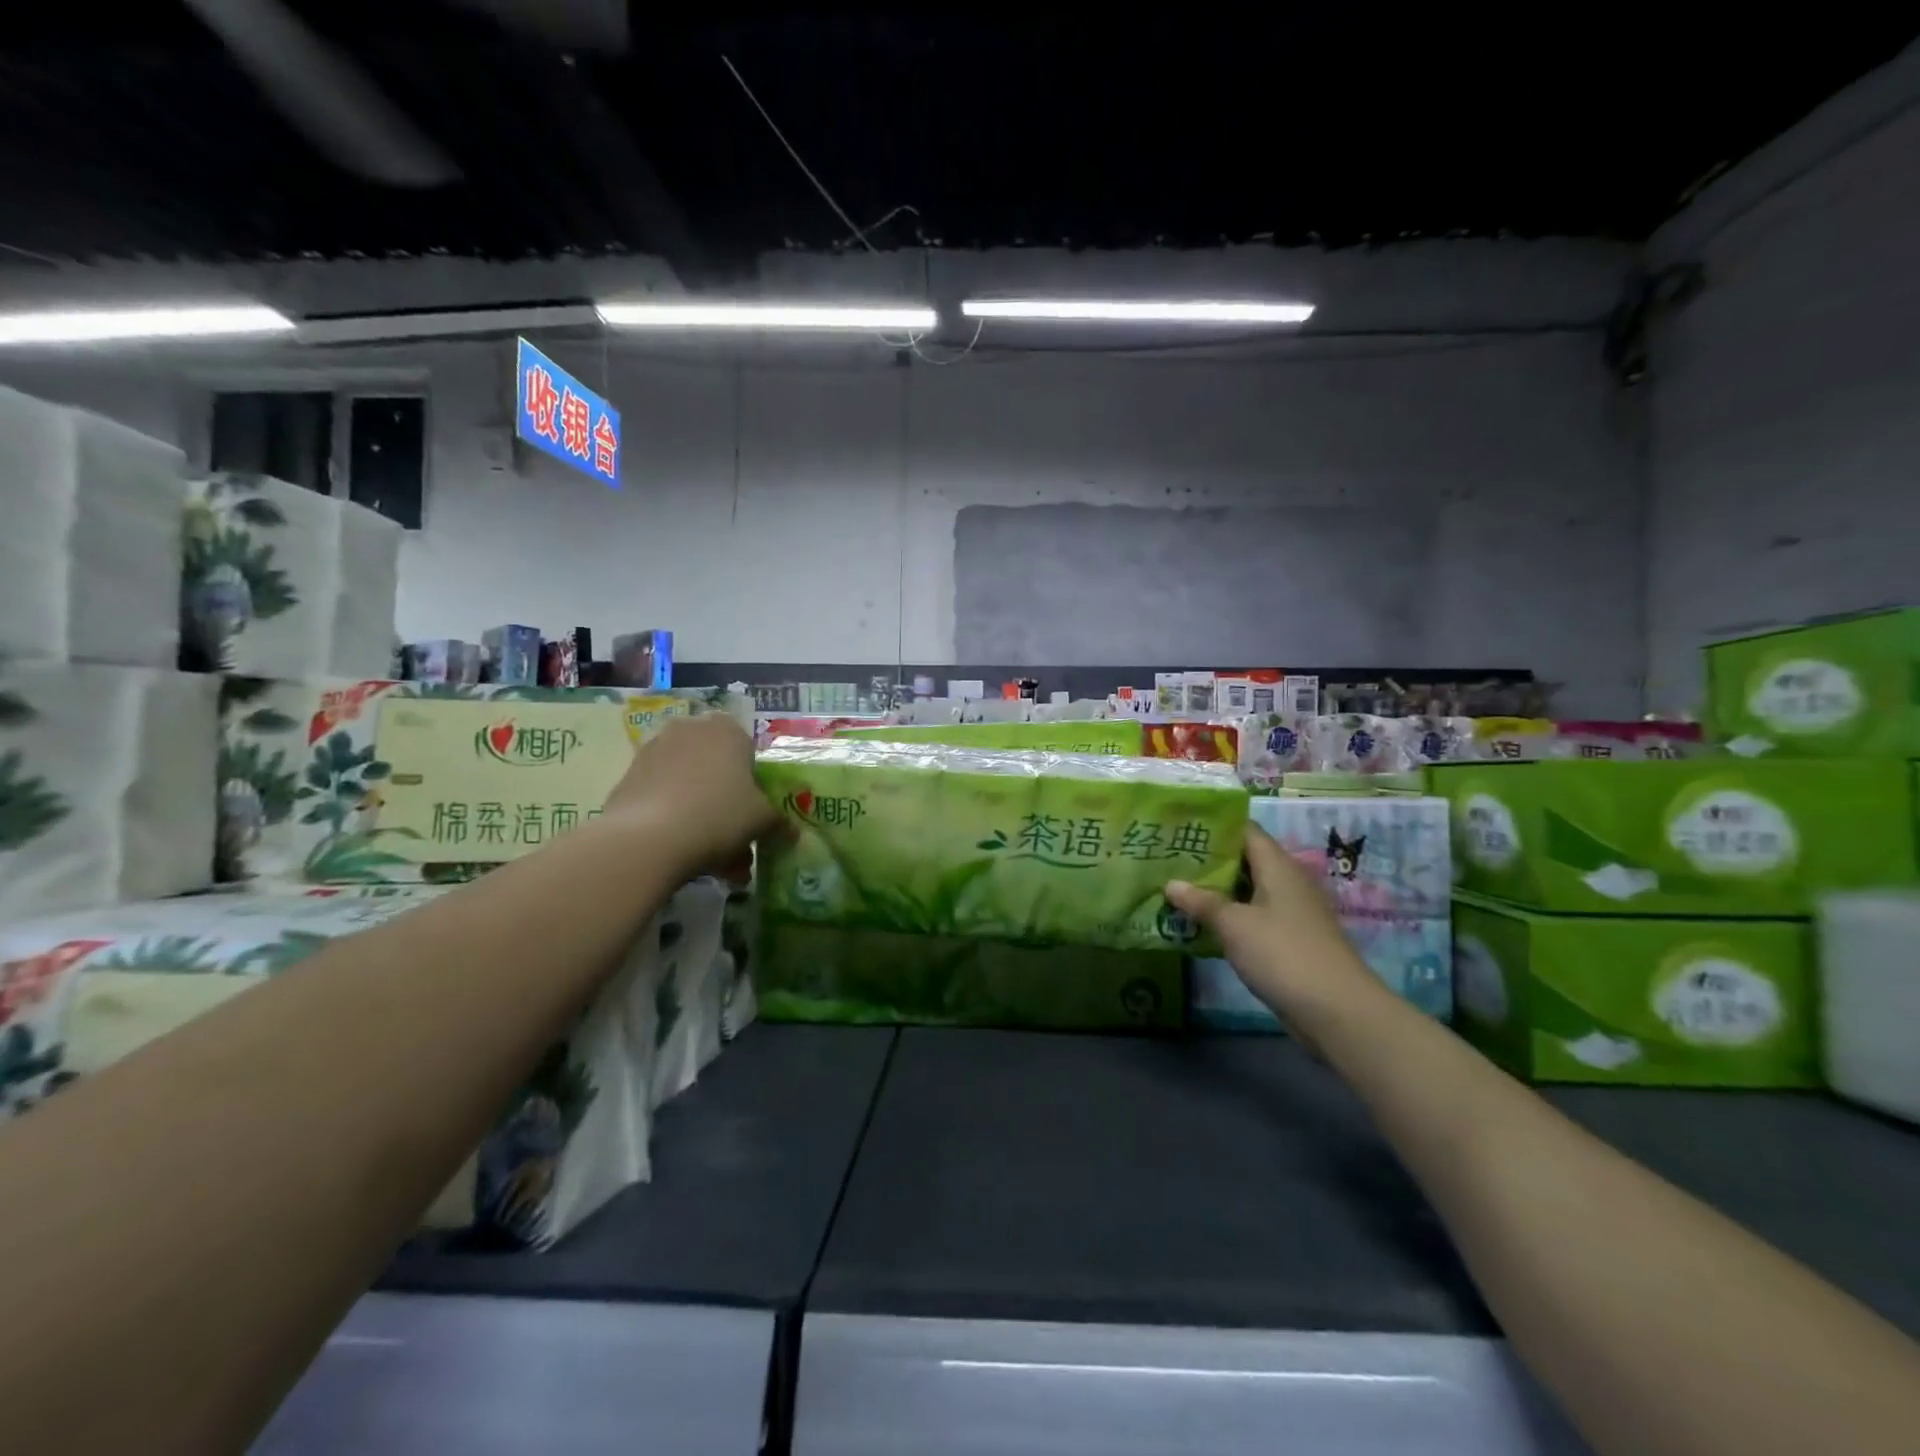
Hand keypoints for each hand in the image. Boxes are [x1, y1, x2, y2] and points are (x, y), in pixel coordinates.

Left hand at [605, 714, 777, 877]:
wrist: (648, 839)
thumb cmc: (719, 815)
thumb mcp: (763, 820)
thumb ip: (779, 821)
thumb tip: (791, 831)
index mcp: (727, 729)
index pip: (749, 752)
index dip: (754, 785)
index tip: (756, 814)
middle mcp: (690, 730)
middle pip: (717, 770)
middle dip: (728, 806)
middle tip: (737, 843)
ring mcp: (655, 751)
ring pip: (691, 787)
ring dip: (704, 818)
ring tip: (713, 861)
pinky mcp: (629, 777)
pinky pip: (664, 798)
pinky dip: (676, 820)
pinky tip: (684, 854)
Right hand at [1166, 825, 1389, 1025]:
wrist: (1338, 1011)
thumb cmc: (1283, 954)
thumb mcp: (1234, 925)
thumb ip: (1201, 901)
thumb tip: (1170, 883)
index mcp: (1278, 866)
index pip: (1244, 830)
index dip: (1213, 826)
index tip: (1179, 826)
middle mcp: (1287, 882)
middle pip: (1244, 859)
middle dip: (1208, 859)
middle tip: (1168, 858)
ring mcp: (1291, 912)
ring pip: (1248, 890)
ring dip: (1216, 890)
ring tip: (1176, 888)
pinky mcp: (1290, 940)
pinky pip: (1253, 916)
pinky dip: (1229, 916)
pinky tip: (1201, 924)